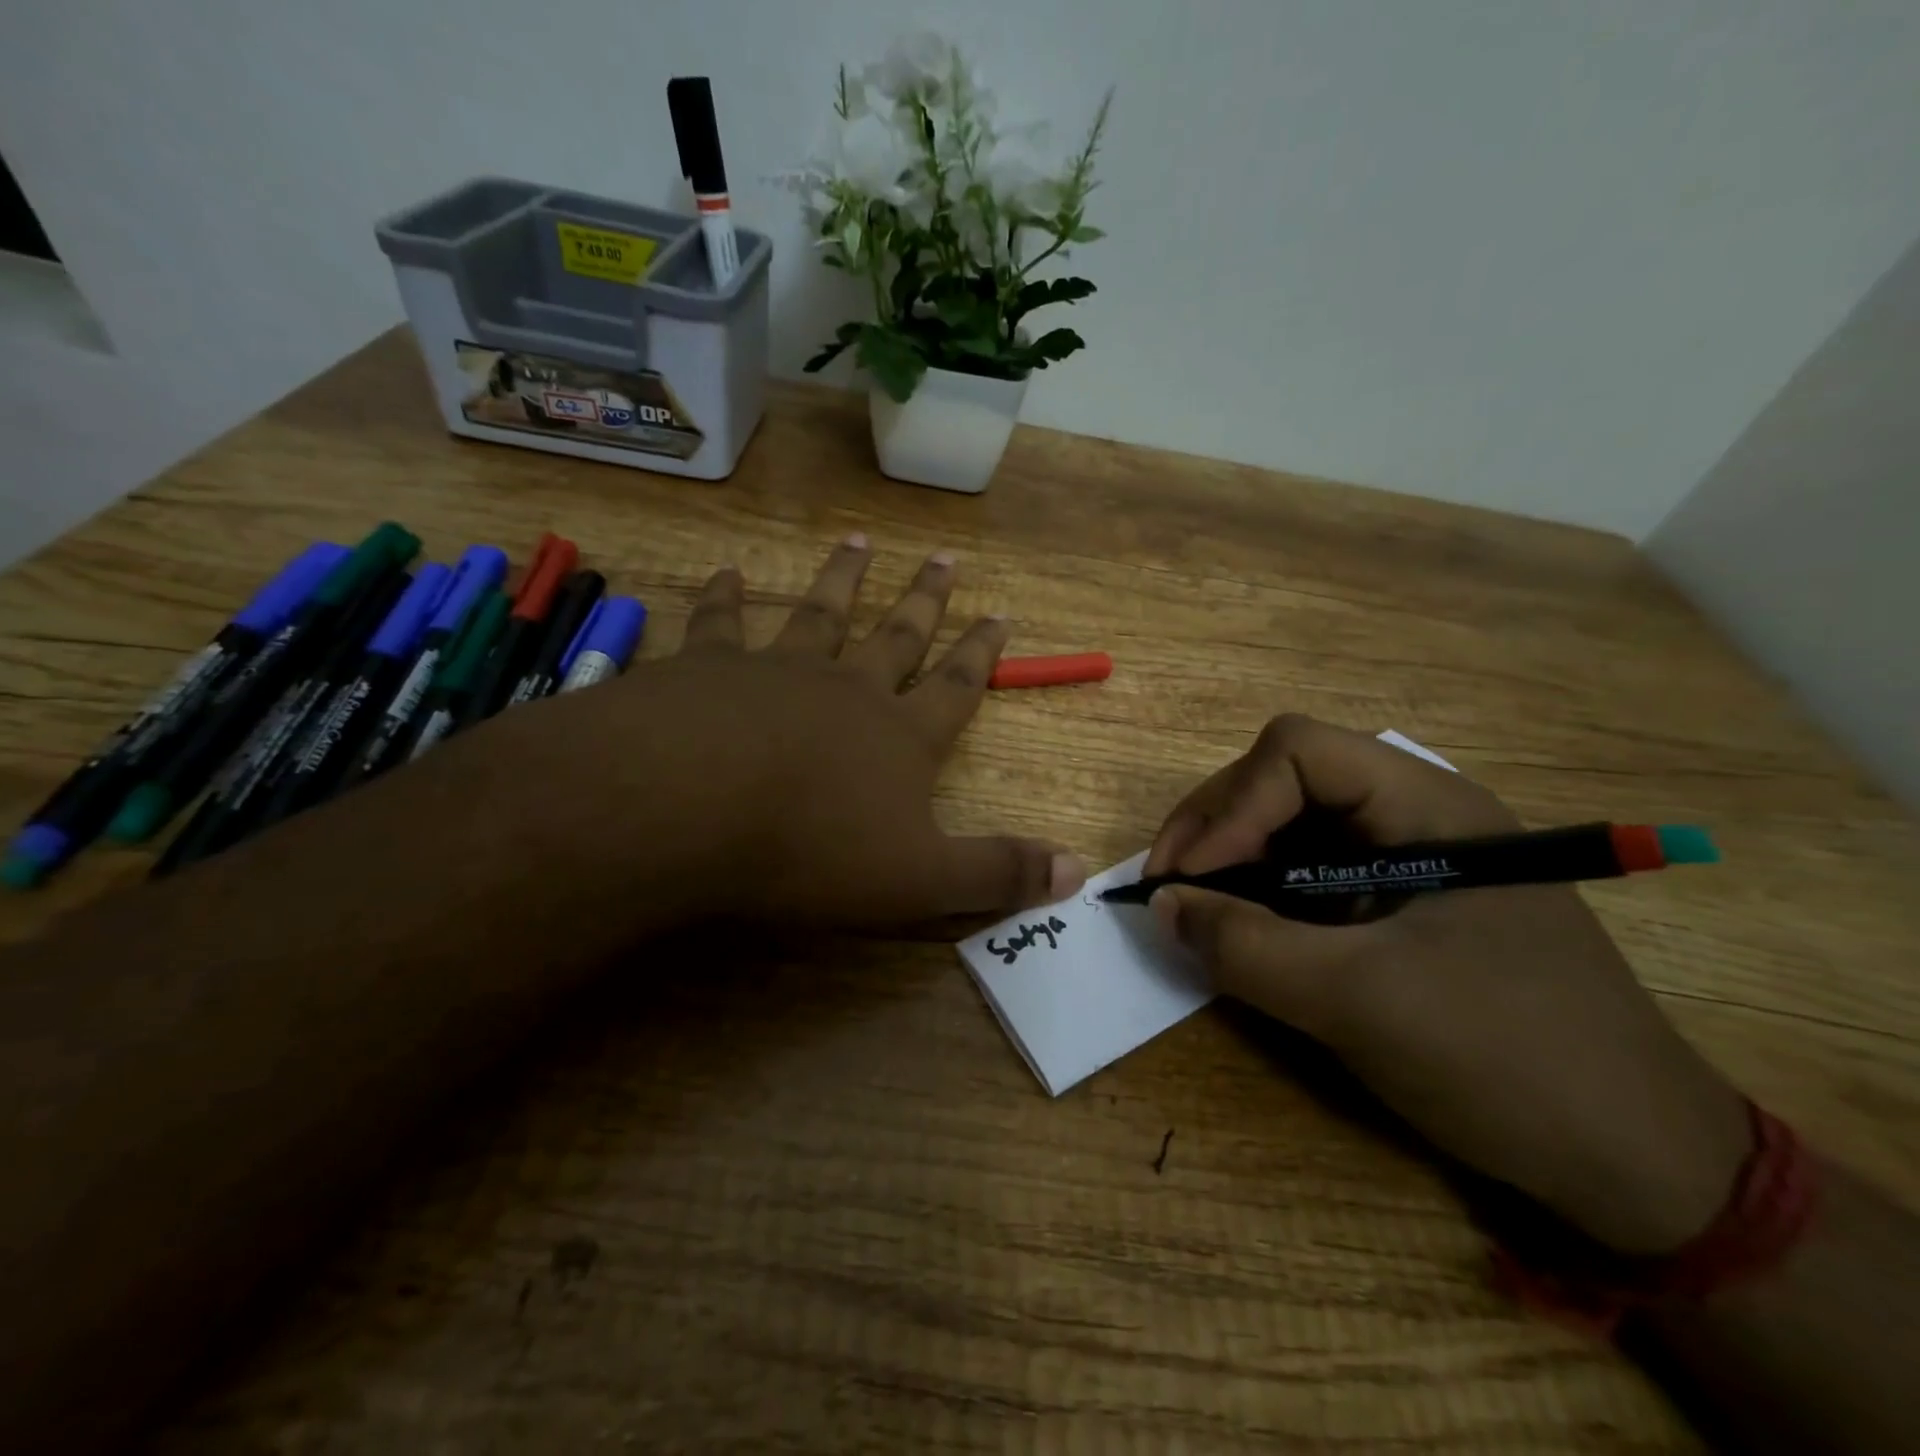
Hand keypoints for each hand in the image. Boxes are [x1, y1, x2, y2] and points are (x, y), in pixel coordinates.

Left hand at [508, 537, 1085, 931]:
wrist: (687, 806)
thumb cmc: (810, 849)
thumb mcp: (920, 880)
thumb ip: (996, 873)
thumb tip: (1077, 872)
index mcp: (899, 737)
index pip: (956, 688)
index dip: (981, 653)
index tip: (1000, 612)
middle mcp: (846, 689)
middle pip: (897, 636)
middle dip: (925, 601)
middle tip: (945, 557)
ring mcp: (776, 671)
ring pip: (820, 614)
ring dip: (842, 580)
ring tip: (859, 543)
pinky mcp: (706, 669)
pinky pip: (721, 624)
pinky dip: (725, 597)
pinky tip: (727, 572)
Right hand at [1146, 715, 1751, 1253]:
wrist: (1641, 1165)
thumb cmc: (1508, 1060)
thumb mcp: (1359, 1002)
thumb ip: (1247, 948)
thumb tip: (1161, 906)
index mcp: (1427, 806)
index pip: (1298, 753)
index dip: (1230, 805)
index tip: (1187, 878)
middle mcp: (1416, 814)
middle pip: (1285, 777)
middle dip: (1217, 825)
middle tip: (1169, 887)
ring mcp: (1408, 858)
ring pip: (1291, 824)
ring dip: (1231, 857)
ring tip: (1192, 906)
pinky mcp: (1400, 903)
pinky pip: (1310, 872)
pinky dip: (1261, 892)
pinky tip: (1242, 928)